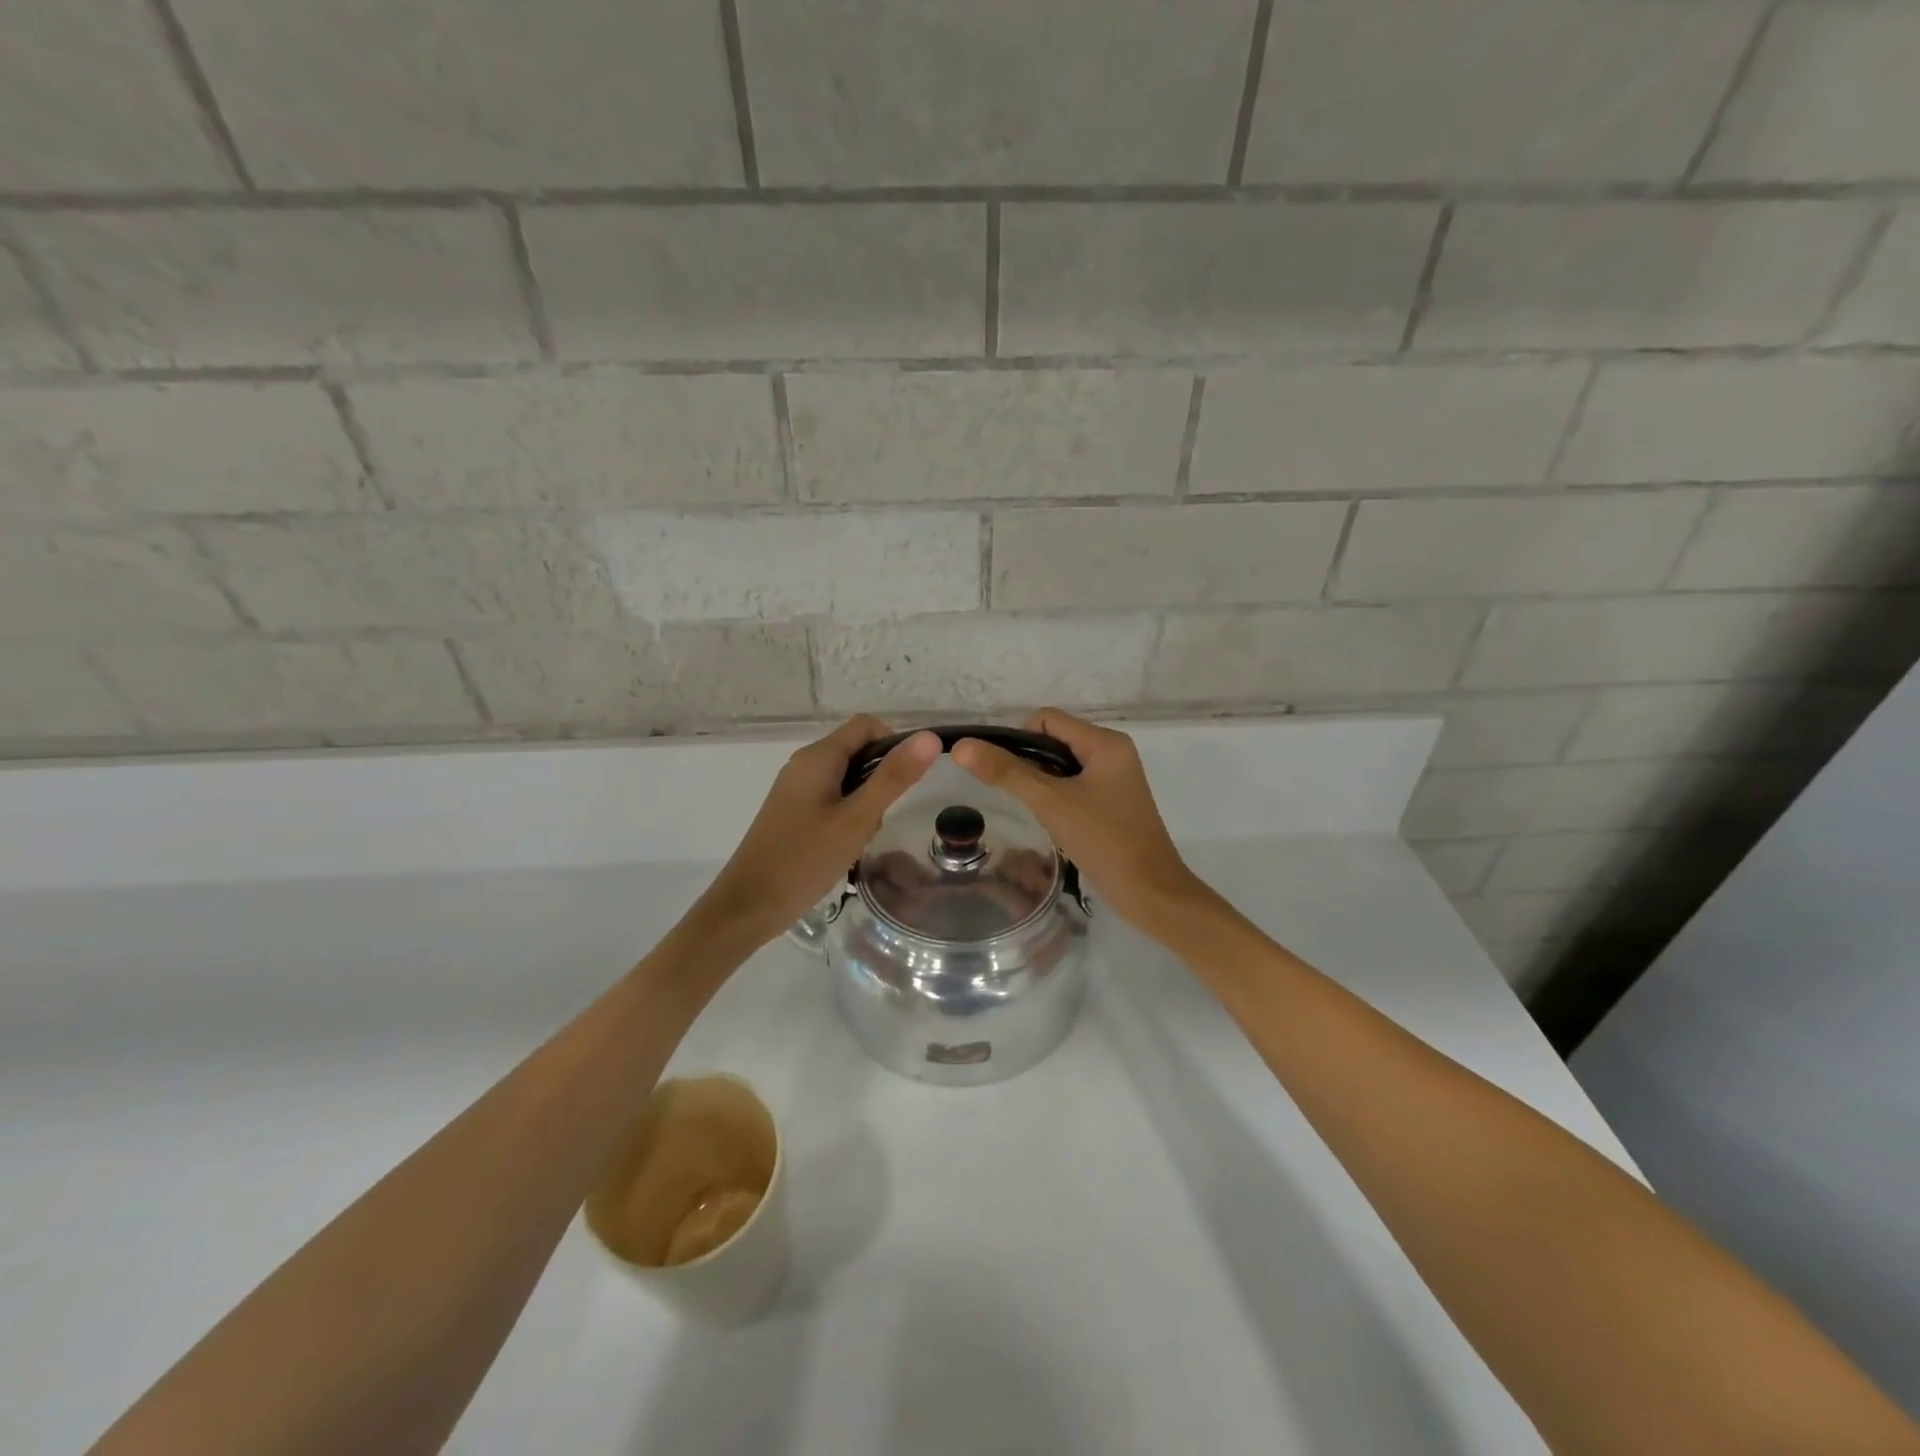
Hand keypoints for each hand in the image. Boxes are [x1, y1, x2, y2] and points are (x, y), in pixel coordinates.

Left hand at [699, 717, 939, 943]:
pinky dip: (848, 814)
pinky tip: (846, 846)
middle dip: (881, 779)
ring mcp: (796, 788)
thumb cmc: (805, 859)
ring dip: (866, 801)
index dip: (895, 743)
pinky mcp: (792, 811)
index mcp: (818, 757)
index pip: (867, 726)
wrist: (749, 905)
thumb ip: (893, 778)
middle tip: (882, 817)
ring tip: (861, 838)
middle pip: (857, 750)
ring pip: (847, 778)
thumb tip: (929, 738)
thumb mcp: (857, 819)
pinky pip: (832, 798)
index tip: (908, 780)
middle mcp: (804, 764)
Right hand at [951, 709, 1203, 933]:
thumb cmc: (1103, 840)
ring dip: (1042, 783)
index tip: (1004, 773)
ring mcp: (1114, 778)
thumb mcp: (1050, 803)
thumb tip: (962, 747)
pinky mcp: (1112, 801)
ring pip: (1062, 765)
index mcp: (1105, 742)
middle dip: (1029, 763)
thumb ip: (1006, 773)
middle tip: (1019, 796)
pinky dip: (1057, 797)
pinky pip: (1074, 785)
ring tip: (1037, 811)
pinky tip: (1053, 822)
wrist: (1149, 892)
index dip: (1017, 739)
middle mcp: (1112, 752)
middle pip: (1054, 740)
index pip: (1046, 719)